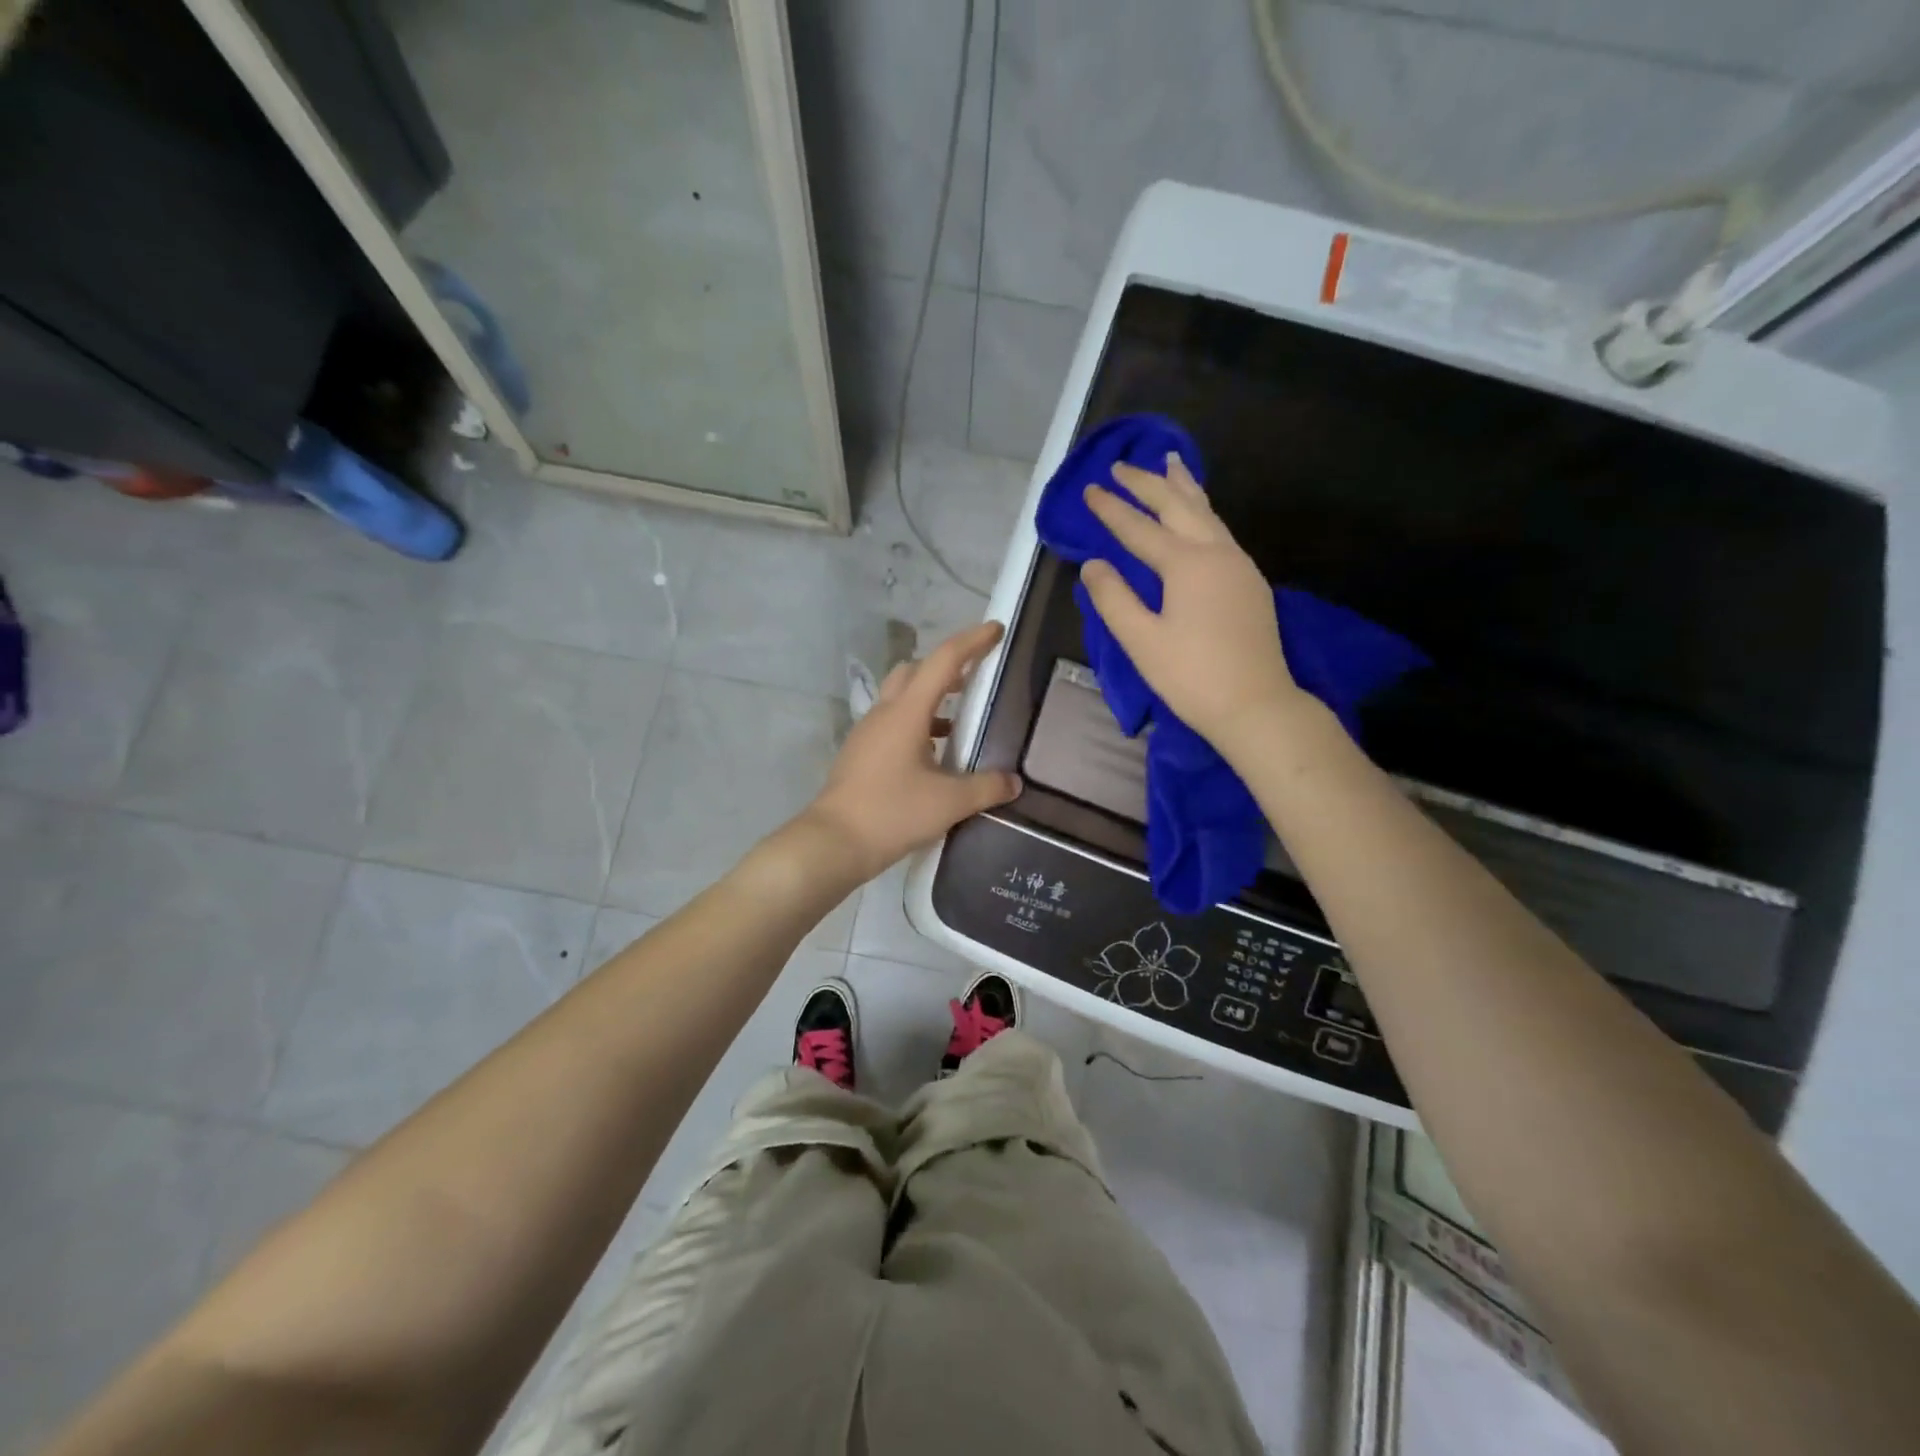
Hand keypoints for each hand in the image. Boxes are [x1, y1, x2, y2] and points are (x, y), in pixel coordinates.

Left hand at [800, 621, 1021, 880]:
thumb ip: (986, 787)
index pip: (943, 661)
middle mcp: (885, 713)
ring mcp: (868, 733)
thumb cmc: (892, 813)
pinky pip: (893, 722)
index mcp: (906, 712)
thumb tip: (1013, 781)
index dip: (972, 641)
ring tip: (961, 718)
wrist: (833, 842)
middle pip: (915, 670)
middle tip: (976, 677)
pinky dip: (918, 723)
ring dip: (931, 697)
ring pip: (901, 696)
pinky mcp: (861, 753)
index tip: (996, 630)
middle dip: (947, 666)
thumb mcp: (948, 802)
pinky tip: (935, 753)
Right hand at [1080, 455, 1309, 747]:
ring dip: (1183, 487)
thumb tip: (1093, 565)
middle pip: (1178, 506)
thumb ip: (1113, 598)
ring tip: (1170, 463)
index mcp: (1186, 564)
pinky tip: (1198, 514)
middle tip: (1121, 464)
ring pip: (1207, 513)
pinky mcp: (1250, 581)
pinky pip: (1221, 530)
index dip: (1112, 509)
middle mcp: (1216, 553)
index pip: (1139, 528)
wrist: (1256, 704)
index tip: (1090, 488)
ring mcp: (1239, 565)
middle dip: (1147, 483)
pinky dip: (1202, 511)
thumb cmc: (1192, 676)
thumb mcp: (1142, 641)